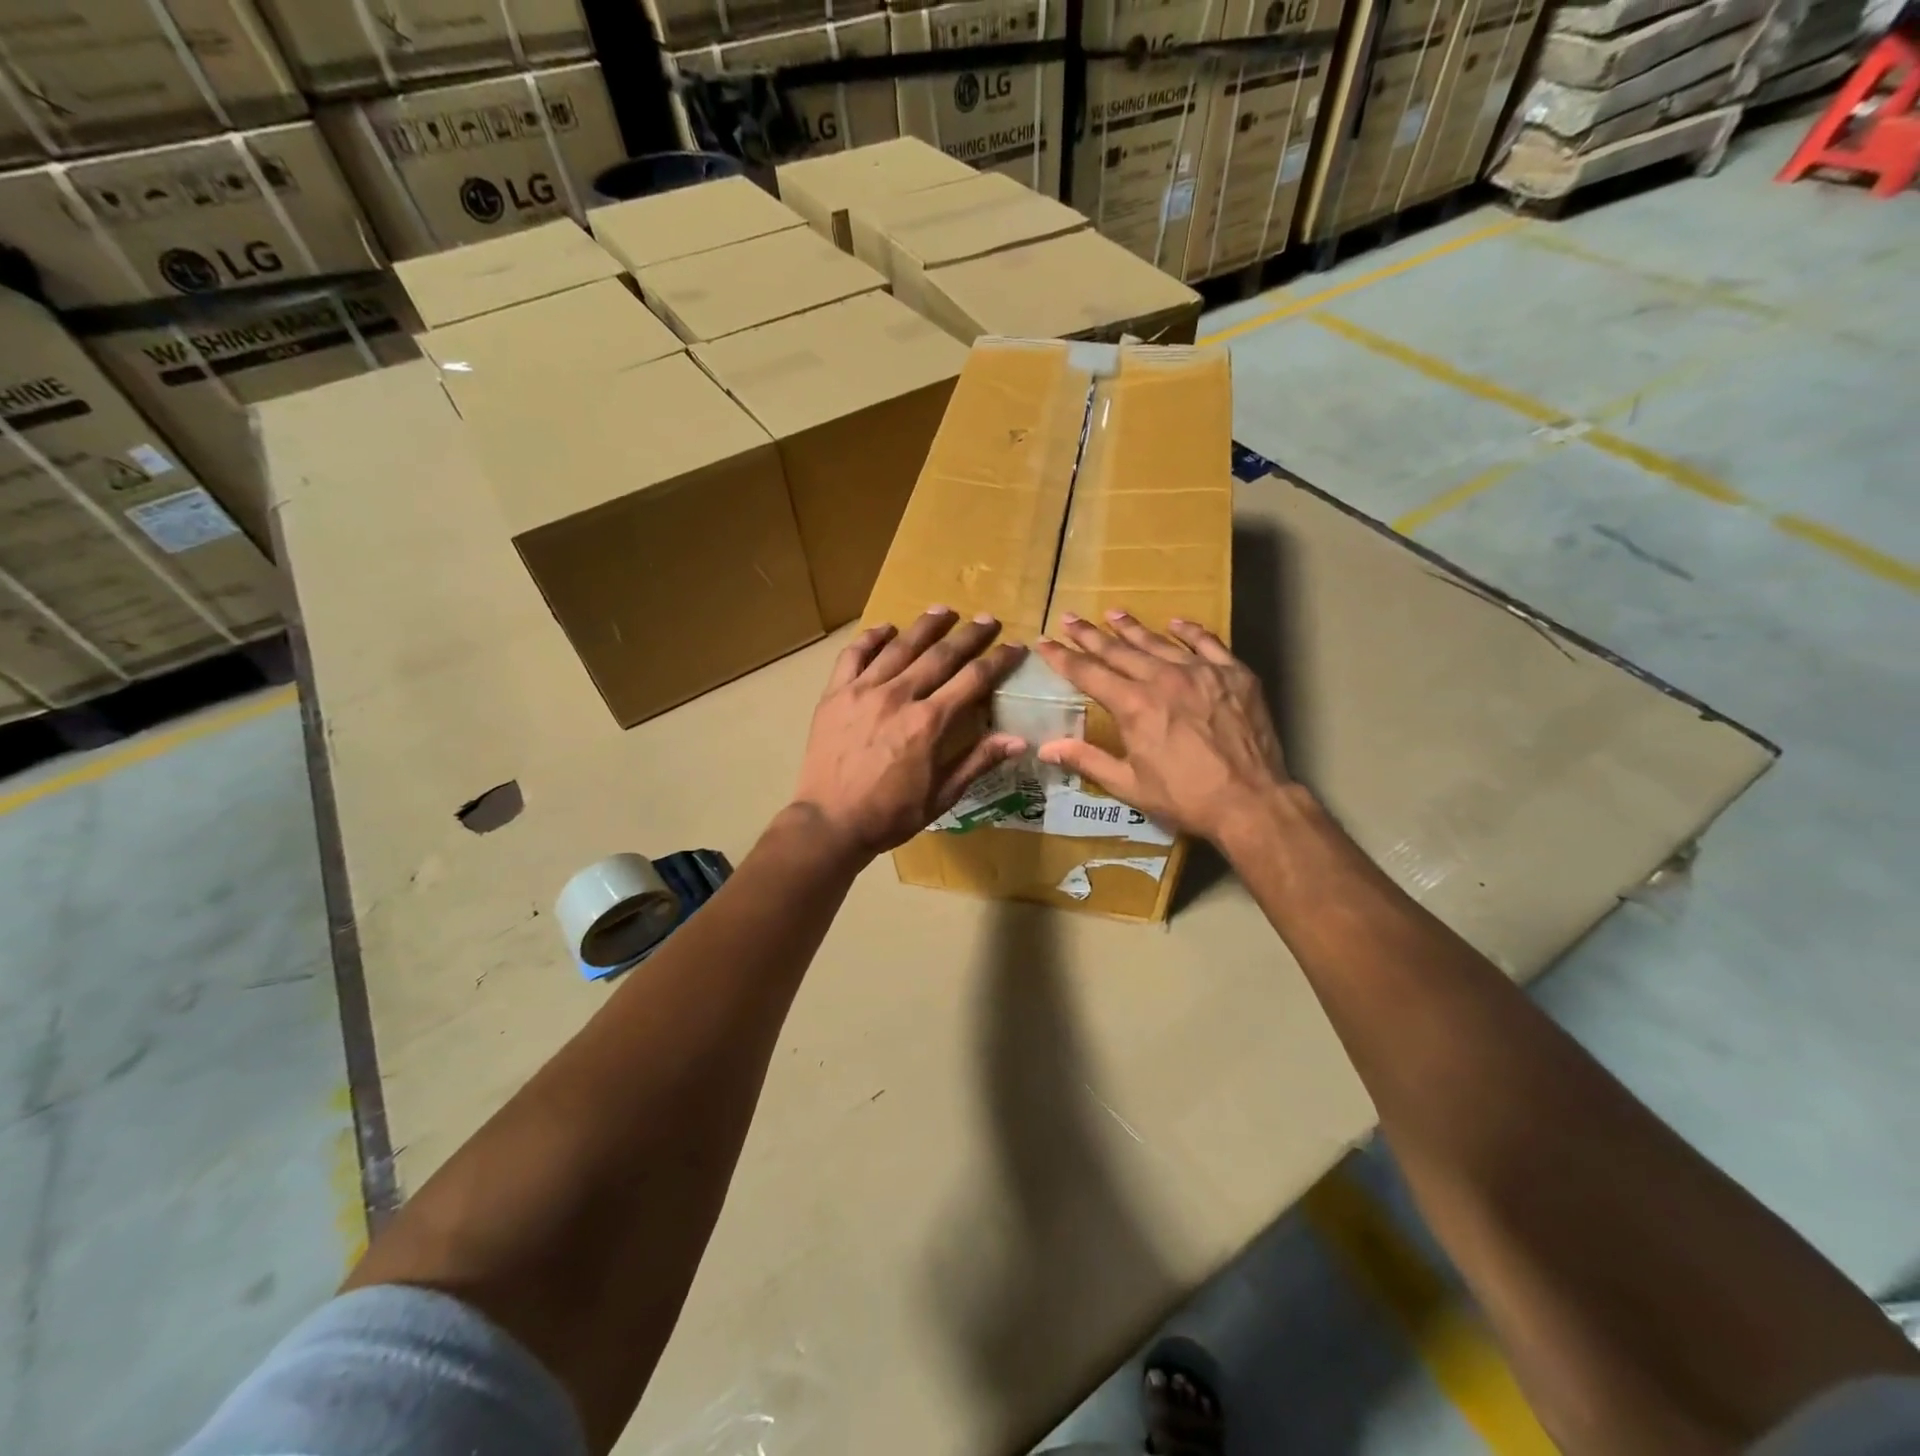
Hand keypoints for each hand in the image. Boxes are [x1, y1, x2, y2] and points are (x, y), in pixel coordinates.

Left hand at [792, 607, 1027, 860]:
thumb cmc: (890, 814)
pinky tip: (886, 629)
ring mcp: (863, 691)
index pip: (973, 680)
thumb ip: (978, 761)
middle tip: (987, 619)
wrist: (830, 823)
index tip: (1015, 646)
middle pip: (940, 655)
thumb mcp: (942, 795)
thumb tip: (1019, 739)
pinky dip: (871, 638)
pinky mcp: (835, 694)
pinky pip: (854, 655)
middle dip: (969, 635)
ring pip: (900, 647)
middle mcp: (899, 696)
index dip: (998, 660)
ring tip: (943, 610)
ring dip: (925, 626)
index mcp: (929, 723)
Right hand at [1033, 611, 1289, 845]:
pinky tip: (1175, 623)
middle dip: (1089, 635)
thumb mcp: (1128, 784)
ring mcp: (1201, 672)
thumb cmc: (1184, 797)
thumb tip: (1045, 747)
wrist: (1250, 800)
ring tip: (1113, 614)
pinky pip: (1207, 643)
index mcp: (1133, 705)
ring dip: (1132, 628)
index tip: (1044, 643)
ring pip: (1159, 642)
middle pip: (1119, 650)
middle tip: (1069, 618)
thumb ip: (1086, 760)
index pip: (1088, 673)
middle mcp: (1163, 679)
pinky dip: (1189, 631)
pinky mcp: (1234, 674)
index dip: (1063, 657)